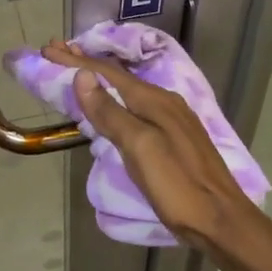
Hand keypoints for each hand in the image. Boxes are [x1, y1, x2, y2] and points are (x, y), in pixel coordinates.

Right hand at [43, 41, 271, 261]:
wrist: (224, 222)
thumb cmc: (178, 186)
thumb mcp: (139, 148)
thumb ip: (110, 112)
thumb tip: (82, 76)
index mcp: (154, 100)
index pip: (106, 73)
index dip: (75, 61)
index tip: (48, 49)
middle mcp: (164, 101)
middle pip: (118, 77)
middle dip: (86, 64)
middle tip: (58, 52)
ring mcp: (173, 119)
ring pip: (128, 91)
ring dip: (100, 80)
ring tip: (78, 74)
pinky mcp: (176, 137)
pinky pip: (137, 106)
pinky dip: (115, 98)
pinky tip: (111, 105)